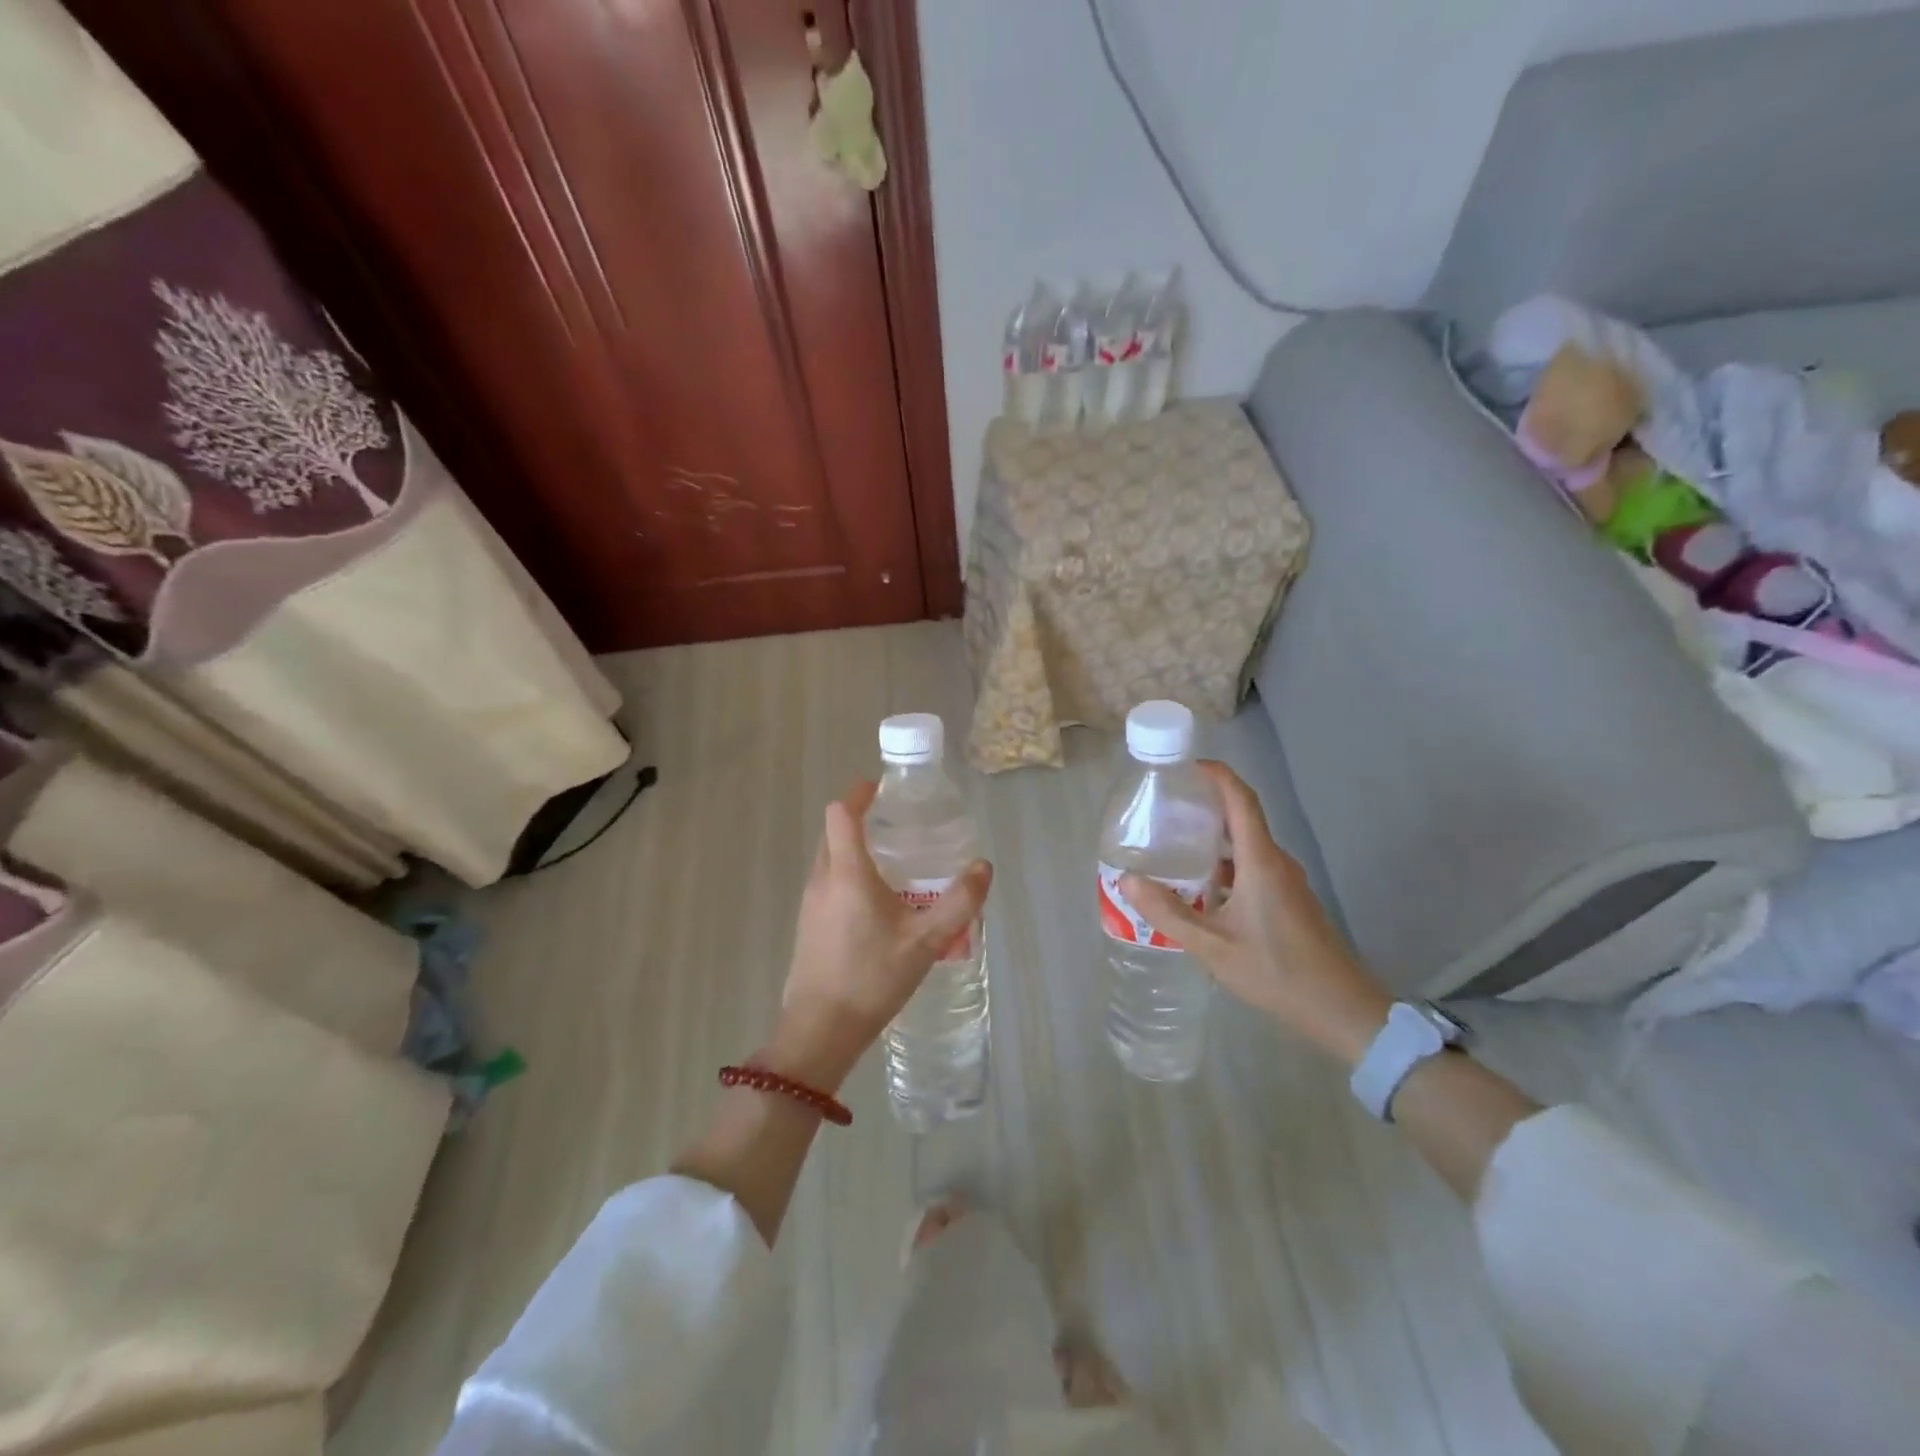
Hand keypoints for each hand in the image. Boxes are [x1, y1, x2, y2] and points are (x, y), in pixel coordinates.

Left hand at [767, 782, 991, 1090]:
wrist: (820, 1031)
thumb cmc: (872, 978)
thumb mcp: (926, 941)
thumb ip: (959, 902)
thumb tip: (983, 867)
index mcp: (846, 873)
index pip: (842, 812)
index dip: (860, 793)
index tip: (883, 788)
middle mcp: (822, 879)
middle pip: (834, 832)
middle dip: (860, 819)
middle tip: (897, 824)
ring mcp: (809, 904)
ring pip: (829, 859)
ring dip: (854, 849)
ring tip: (893, 862)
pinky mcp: (807, 925)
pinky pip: (827, 884)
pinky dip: (848, 876)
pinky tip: (876, 904)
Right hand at [1121, 761, 1391, 1067]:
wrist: (1341, 1009)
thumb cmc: (1277, 971)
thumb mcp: (1213, 946)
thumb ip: (1169, 913)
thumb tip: (1128, 881)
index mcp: (1261, 862)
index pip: (1241, 800)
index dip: (1217, 775)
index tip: (1186, 766)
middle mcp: (1275, 863)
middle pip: (1241, 818)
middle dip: (1205, 806)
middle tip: (1164, 808)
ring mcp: (1286, 882)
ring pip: (1245, 846)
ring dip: (1212, 840)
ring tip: (1173, 845)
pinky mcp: (1288, 901)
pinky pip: (1252, 867)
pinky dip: (1224, 865)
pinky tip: (1199, 888)